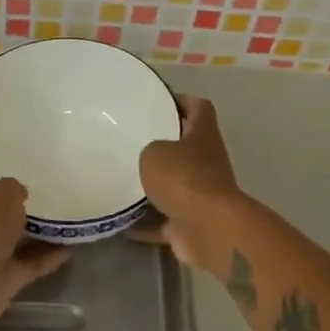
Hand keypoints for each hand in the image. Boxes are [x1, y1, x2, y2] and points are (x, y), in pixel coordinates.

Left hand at [0, 178, 69, 324]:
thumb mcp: (3, 193)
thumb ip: (14, 190)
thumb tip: (21, 194)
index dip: (7, 190)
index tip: (32, 186)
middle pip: (3, 219)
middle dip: (23, 214)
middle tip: (55, 204)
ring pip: (18, 243)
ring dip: (40, 237)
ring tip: (68, 225)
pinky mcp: (6, 280)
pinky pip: (31, 265)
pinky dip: (48, 259)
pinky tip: (71, 250)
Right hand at [134, 96, 244, 271]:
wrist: (208, 229)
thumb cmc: (183, 179)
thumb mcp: (154, 152)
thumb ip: (149, 149)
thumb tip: (148, 158)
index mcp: (203, 136)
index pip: (199, 108)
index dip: (182, 101)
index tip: (157, 102)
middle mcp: (206, 163)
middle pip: (185, 148)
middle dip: (161, 146)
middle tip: (129, 142)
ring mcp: (201, 195)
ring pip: (175, 185)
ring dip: (153, 186)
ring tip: (121, 180)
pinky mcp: (190, 224)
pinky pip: (163, 221)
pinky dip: (145, 223)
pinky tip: (121, 222)